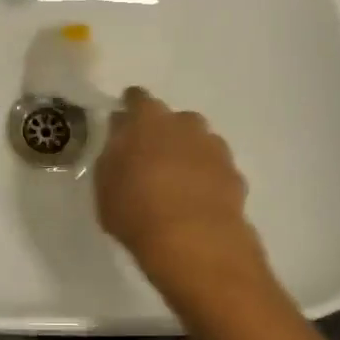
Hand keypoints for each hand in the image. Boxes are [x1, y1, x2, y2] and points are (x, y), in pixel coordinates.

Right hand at [94, 87, 264, 307]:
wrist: (194, 241)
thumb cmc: (136, 209)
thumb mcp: (105, 182)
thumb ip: (113, 153)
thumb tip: (122, 137)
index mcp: (147, 119)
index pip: (137, 98)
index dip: (130, 107)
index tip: (124, 121)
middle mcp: (184, 124)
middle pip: (173, 119)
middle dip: (164, 132)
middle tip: (151, 157)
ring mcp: (214, 148)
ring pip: (199, 141)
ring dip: (189, 153)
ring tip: (177, 182)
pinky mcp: (234, 175)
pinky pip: (216, 168)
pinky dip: (207, 178)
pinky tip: (198, 200)